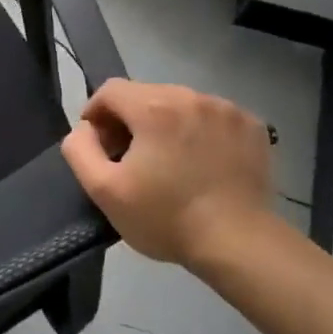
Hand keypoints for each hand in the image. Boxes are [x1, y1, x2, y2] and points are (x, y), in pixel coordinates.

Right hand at [60, 79, 278, 272]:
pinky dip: (200, 131)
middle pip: (146, 94)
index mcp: (154, 107)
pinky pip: (212, 117)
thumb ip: (80, 150)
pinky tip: (202, 163)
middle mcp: (192, 97)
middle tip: (130, 158)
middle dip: (130, 120)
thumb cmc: (165, 218)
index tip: (100, 145)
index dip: (96, 114)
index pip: (111, 90)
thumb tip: (84, 129)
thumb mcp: (104, 190)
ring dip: (166, 124)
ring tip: (169, 162)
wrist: (238, 243)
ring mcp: (227, 110)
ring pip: (181, 104)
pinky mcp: (252, 126)